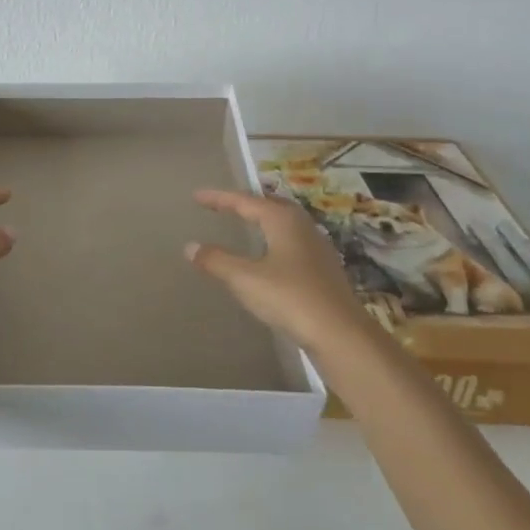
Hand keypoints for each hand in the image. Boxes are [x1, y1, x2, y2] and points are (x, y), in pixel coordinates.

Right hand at [185, 189, 365, 350]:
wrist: (340, 333)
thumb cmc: (289, 298)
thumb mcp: (245, 279)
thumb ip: (216, 260)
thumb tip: (190, 246)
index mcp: (282, 220)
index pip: (245, 201)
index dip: (219, 198)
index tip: (197, 196)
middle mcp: (302, 226)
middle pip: (270, 206)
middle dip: (245, 203)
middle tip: (223, 205)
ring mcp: (317, 247)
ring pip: (284, 224)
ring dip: (262, 220)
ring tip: (244, 224)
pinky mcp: (323, 269)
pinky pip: (292, 242)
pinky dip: (273, 240)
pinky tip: (269, 256)